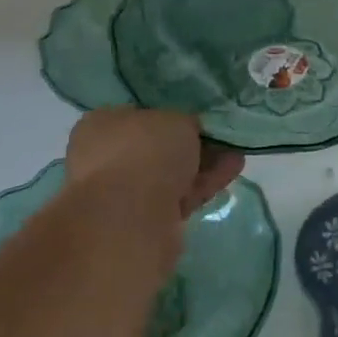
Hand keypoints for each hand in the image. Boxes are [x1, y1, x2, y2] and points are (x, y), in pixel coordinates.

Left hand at [65, 108, 244, 225]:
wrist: (131, 217)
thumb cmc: (145, 151)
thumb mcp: (176, 119)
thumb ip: (184, 122)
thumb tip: (188, 130)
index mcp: (101, 125)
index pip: (138, 115)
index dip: (170, 116)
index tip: (198, 119)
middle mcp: (104, 158)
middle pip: (156, 148)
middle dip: (191, 144)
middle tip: (222, 138)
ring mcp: (122, 193)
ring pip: (169, 174)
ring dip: (203, 164)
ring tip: (236, 154)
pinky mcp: (144, 220)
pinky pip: (179, 196)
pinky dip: (203, 184)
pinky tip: (231, 171)